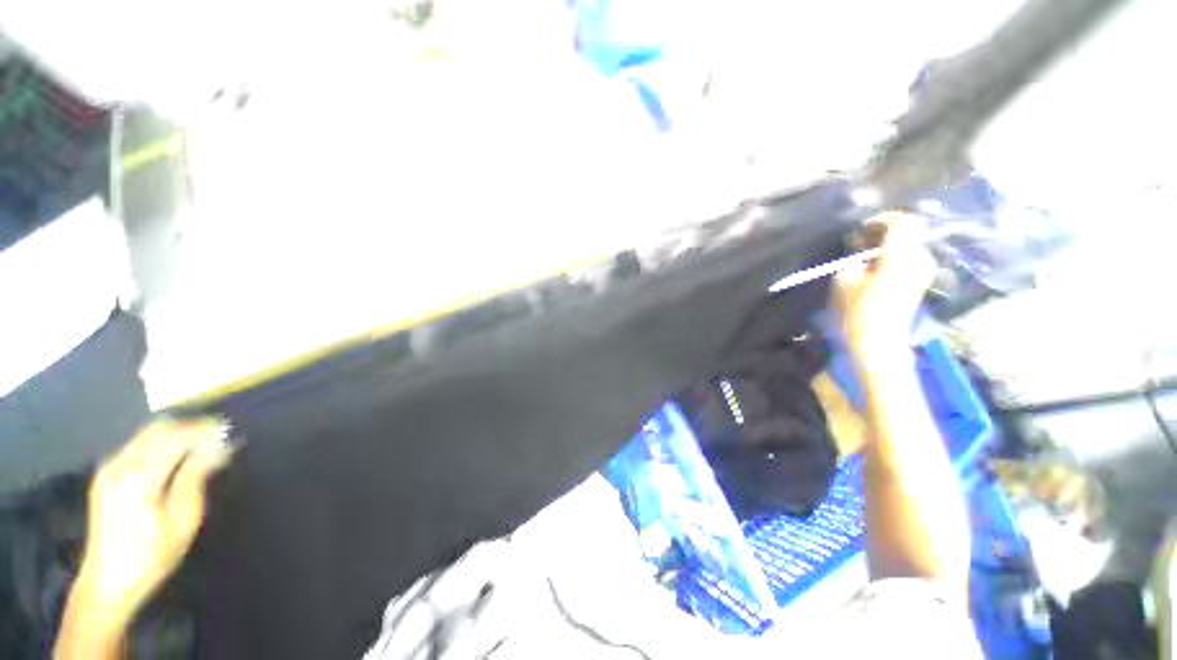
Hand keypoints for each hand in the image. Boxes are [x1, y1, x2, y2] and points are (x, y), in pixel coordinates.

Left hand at [74, 418, 233, 625]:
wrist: (107, 583)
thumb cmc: (152, 555)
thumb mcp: (182, 520)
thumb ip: (196, 478)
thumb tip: (219, 447)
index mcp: (140, 475)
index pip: (176, 436)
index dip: (204, 430)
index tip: (229, 431)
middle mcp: (121, 464)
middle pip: (158, 429)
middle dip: (190, 427)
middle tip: (218, 435)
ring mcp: (109, 469)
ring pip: (146, 435)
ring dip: (176, 434)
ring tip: (201, 444)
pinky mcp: (106, 476)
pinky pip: (137, 446)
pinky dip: (160, 443)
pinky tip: (174, 456)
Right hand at [834, 212, 936, 358]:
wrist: (876, 344)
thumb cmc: (855, 312)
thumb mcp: (844, 280)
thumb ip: (855, 256)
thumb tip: (862, 243)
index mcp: (901, 256)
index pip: (903, 221)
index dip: (882, 220)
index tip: (862, 230)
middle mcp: (920, 259)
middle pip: (908, 232)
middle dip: (884, 233)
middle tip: (860, 245)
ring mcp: (924, 272)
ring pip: (909, 245)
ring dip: (888, 246)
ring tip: (865, 259)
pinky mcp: (921, 283)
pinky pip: (910, 258)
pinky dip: (893, 258)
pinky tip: (875, 270)